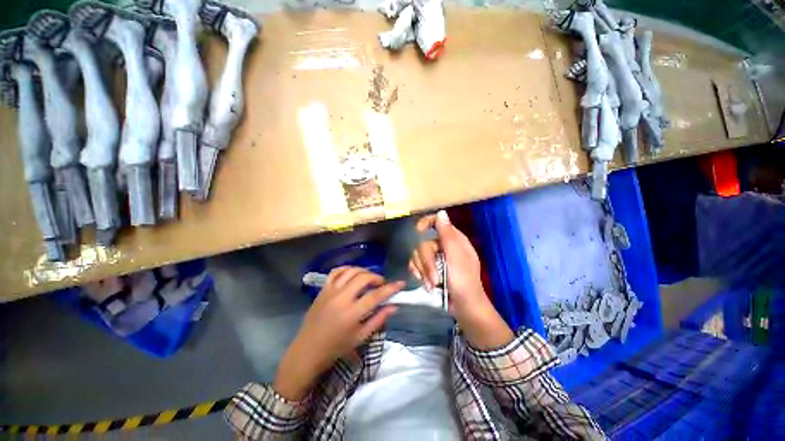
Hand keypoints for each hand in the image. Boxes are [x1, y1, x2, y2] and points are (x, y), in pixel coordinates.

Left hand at [274, 267, 403, 399]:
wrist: (308, 349)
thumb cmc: (337, 347)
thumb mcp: (361, 337)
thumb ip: (378, 319)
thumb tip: (394, 306)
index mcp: (352, 314)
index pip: (375, 296)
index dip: (390, 288)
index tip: (401, 283)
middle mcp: (341, 299)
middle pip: (363, 278)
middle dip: (376, 277)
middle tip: (381, 284)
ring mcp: (330, 291)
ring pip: (351, 271)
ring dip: (364, 271)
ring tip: (369, 278)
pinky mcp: (323, 289)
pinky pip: (336, 271)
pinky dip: (347, 269)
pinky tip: (353, 273)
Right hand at [409, 210, 512, 349]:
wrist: (465, 308)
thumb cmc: (464, 282)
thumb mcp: (456, 258)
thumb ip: (447, 235)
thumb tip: (441, 212)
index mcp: (454, 239)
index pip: (436, 221)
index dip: (425, 223)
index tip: (418, 231)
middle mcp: (443, 245)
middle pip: (423, 243)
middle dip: (426, 262)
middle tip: (434, 278)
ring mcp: (436, 257)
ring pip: (417, 255)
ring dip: (423, 271)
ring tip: (432, 284)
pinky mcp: (430, 268)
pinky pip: (416, 265)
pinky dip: (420, 274)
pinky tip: (427, 284)